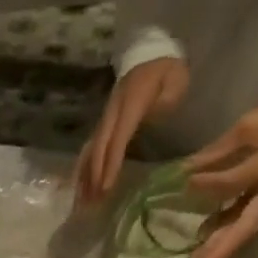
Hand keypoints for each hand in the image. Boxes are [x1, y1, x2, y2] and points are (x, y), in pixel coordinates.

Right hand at [77, 56, 189, 204]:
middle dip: (95, 176)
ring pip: (91, 150)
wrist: (150, 53)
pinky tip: (81, 189)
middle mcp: (112, 112)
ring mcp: (105, 118)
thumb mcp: (176, 79)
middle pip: (99, 147)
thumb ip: (167, 100)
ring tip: (82, 202)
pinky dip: (84, 170)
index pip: (118, 138)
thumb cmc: (166, 70)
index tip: (106, 188)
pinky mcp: (103, 124)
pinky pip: (90, 149)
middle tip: (92, 203)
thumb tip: (152, 121)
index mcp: (131, 102)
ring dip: (85, 177)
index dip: (111, 164)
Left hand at [185, 81, 257, 257]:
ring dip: (222, 250)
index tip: (185, 182)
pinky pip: (246, 223)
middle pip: (244, 226)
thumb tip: (188, 167)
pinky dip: (227, 235)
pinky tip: (206, 245)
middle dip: (220, 249)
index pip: (234, 181)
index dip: (208, 183)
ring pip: (244, 230)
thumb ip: (221, 148)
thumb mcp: (256, 122)